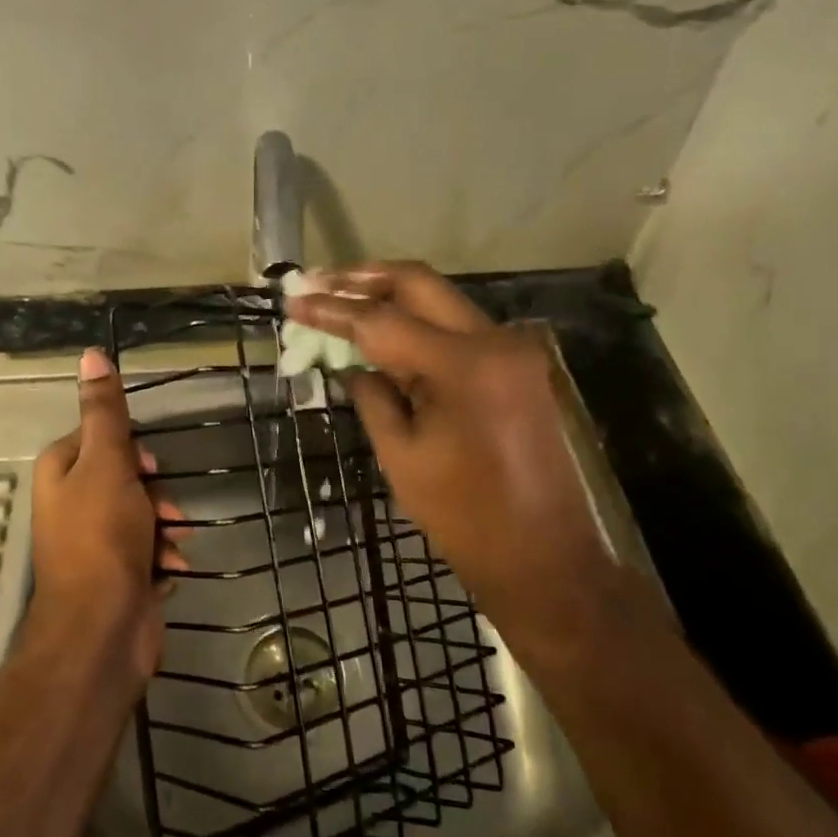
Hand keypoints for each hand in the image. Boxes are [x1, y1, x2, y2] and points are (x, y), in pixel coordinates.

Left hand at [28, 348, 186, 692]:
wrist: (101, 631)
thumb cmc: (102, 537)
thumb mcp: (106, 463)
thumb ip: (104, 411)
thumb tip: (90, 354)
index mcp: (61, 471)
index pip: (102, 438)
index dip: (132, 450)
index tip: (151, 465)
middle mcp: (72, 503)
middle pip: (127, 476)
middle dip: (155, 492)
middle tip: (165, 509)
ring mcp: (95, 543)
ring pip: (143, 513)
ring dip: (165, 525)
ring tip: (173, 542)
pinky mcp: (117, 575)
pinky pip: (148, 550)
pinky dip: (163, 556)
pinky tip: (171, 569)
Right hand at [288, 261, 628, 664]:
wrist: (544, 557)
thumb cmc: (465, 517)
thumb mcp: (401, 456)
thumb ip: (372, 396)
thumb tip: (351, 364)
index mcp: (464, 366)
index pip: (381, 321)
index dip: (331, 308)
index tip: (292, 298)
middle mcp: (494, 341)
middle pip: (417, 284)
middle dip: (362, 279)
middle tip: (317, 281)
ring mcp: (512, 350)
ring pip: (439, 300)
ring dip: (388, 297)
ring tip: (339, 298)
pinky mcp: (516, 365)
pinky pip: (456, 328)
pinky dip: (417, 323)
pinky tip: (382, 332)